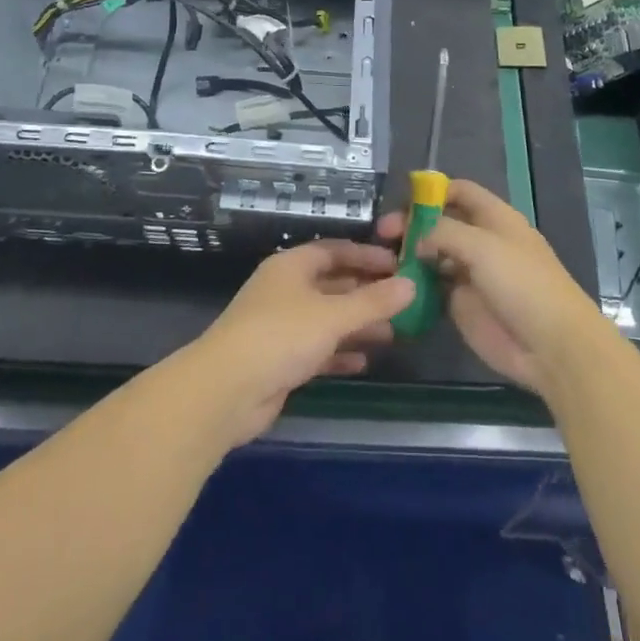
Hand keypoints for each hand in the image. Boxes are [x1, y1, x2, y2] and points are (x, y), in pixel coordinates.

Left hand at [185, 240, 414, 447]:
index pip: (335, 250)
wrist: (227, 390)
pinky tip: (363, 362)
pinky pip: (317, 349)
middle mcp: (285, 290)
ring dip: (357, 325)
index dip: (366, 255)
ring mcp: (281, 326)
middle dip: (366, 293)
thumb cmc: (281, 336)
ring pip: (327, 319)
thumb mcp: (333, 315)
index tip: (399, 264)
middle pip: (332, 284)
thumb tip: (411, 284)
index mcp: (292, 267)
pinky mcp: (280, 360)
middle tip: (403, 302)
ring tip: (393, 334)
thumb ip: (373, 301)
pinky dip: (339, 353)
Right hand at [376, 179, 608, 396]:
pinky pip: (433, 288)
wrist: (551, 346)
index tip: (401, 199)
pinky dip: (414, 284)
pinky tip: (392, 285)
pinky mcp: (462, 305)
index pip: (460, 191)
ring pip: (433, 255)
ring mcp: (471, 274)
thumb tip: (416, 239)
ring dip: (410, 254)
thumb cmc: (522, 284)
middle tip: (383, 234)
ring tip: (380, 260)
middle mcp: (481, 241)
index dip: (432, 191)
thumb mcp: (482, 246)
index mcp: (494, 218)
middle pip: (441, 222)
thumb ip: (443, 232)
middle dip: (413, 224)